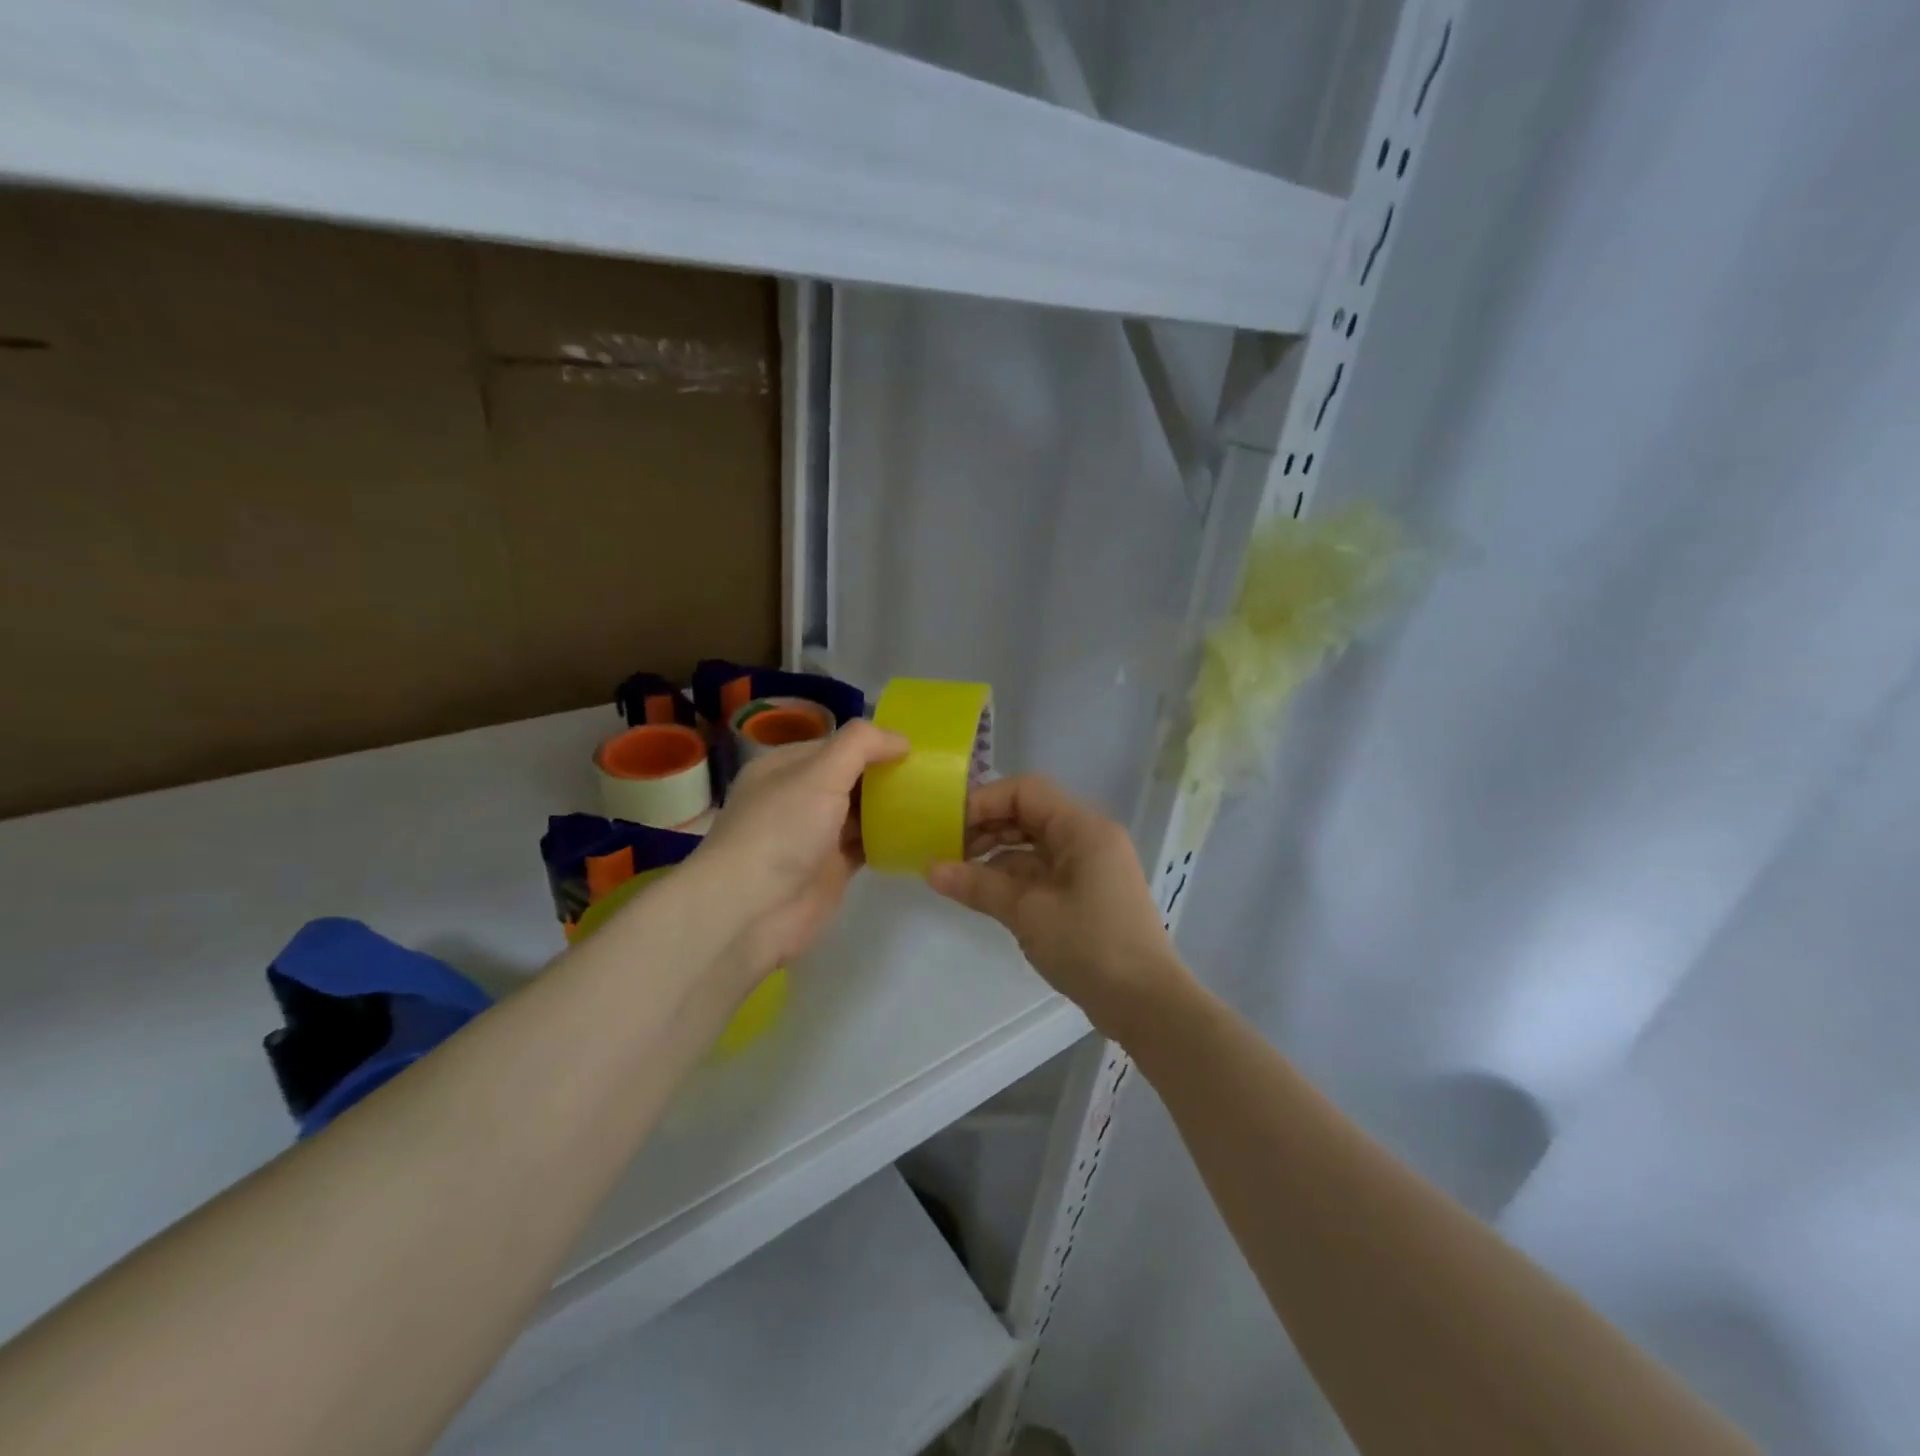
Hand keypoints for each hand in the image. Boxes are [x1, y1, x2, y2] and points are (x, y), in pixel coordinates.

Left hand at [690, 720, 907, 981]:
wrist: (751, 911)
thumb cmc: (781, 831)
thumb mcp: (819, 773)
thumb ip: (861, 746)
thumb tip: (901, 738)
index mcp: (785, 767)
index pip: (837, 744)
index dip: (874, 743)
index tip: (916, 748)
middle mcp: (798, 797)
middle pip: (851, 777)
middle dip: (886, 774)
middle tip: (932, 773)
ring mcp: (815, 835)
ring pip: (861, 811)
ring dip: (891, 806)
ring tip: (935, 798)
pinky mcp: (831, 868)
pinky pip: (866, 844)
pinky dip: (889, 838)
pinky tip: (919, 831)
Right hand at [926, 775, 1189, 1040]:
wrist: (1146, 1003)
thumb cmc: (1089, 946)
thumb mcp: (1028, 913)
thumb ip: (978, 885)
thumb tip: (930, 869)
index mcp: (1083, 828)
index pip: (1025, 791)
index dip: (983, 802)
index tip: (946, 825)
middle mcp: (1089, 837)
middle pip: (1029, 814)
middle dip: (986, 827)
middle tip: (946, 850)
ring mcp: (1090, 866)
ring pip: (1034, 844)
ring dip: (996, 854)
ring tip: (957, 873)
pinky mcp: (1086, 893)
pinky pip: (1043, 870)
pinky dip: (1013, 876)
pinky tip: (984, 892)